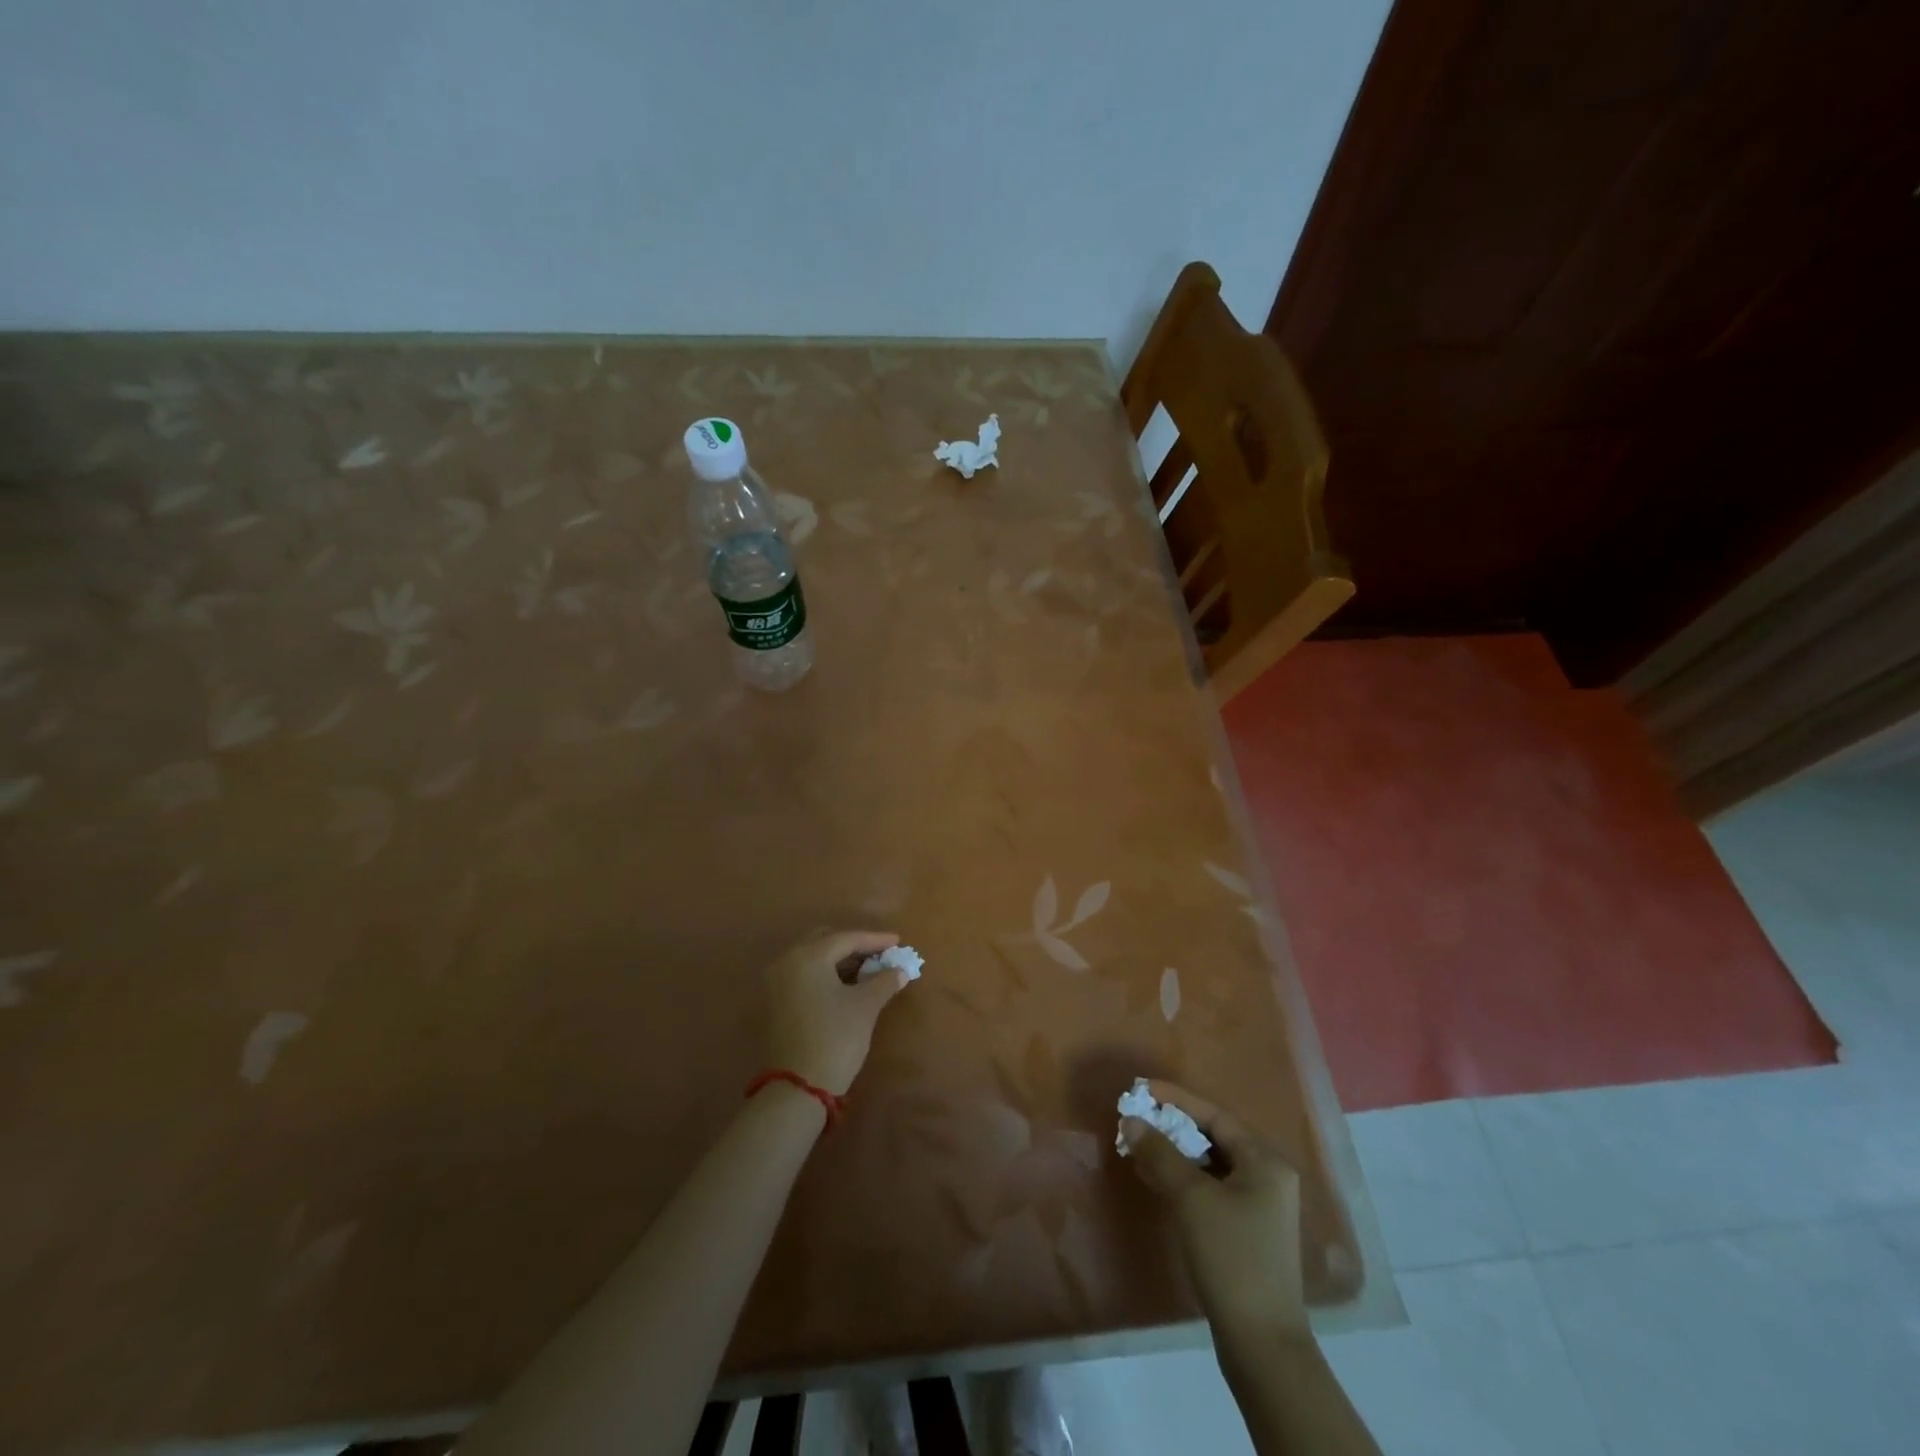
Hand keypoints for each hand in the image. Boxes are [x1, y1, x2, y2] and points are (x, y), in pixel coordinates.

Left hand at [764, 930, 912, 1096]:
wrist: (797, 1088)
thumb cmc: (835, 1038)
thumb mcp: (865, 1007)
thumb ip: (883, 981)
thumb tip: (899, 970)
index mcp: (807, 957)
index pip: (846, 938)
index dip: (875, 940)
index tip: (898, 942)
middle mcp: (787, 962)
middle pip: (825, 942)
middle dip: (854, 946)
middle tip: (880, 954)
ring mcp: (776, 983)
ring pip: (813, 959)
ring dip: (840, 961)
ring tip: (868, 970)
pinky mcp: (775, 1003)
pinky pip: (804, 975)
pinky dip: (826, 975)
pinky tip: (846, 985)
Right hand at [1122, 1081, 1309, 1340]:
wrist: (1261, 1343)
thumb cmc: (1231, 1256)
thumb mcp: (1191, 1198)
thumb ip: (1160, 1153)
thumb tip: (1131, 1120)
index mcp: (1265, 1161)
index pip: (1215, 1115)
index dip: (1176, 1099)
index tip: (1142, 1090)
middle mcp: (1267, 1176)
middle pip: (1214, 1136)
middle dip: (1172, 1126)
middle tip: (1136, 1117)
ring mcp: (1259, 1205)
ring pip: (1210, 1163)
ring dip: (1174, 1152)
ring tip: (1137, 1144)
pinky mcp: (1246, 1230)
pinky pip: (1210, 1187)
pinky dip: (1183, 1178)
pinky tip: (1153, 1177)